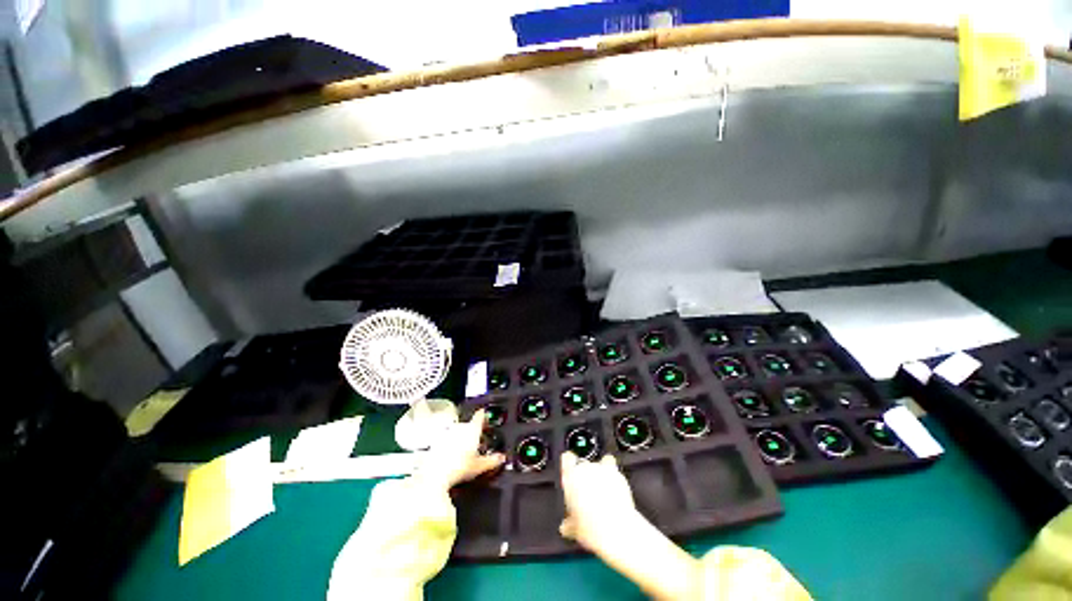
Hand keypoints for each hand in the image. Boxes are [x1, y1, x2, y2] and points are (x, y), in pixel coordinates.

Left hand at [416, 409, 504, 491]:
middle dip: (473, 431)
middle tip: (478, 440)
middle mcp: (459, 428)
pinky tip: (452, 457)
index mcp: (472, 429)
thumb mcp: (480, 466)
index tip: (486, 415)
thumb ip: (492, 460)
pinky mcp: (436, 443)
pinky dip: (450, 445)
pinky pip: (446, 440)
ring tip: (465, 450)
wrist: (434, 476)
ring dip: (461, 437)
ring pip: (457, 432)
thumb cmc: (457, 468)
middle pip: (469, 424)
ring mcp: (446, 434)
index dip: (484, 415)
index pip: (480, 415)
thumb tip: (500, 458)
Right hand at [559, 452, 640, 552]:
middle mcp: (584, 469)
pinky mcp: (616, 472)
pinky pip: (611, 464)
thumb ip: (568, 523)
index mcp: (570, 478)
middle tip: (587, 494)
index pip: (566, 459)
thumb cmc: (592, 529)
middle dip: (584, 477)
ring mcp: (601, 469)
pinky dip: (612, 472)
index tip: (571, 474)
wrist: (616, 530)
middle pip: (582, 465)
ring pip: (597, 465)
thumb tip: (566, 526)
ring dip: (599, 474)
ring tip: (602, 491)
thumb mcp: (574, 530)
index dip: (569, 465)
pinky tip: (613, 485)